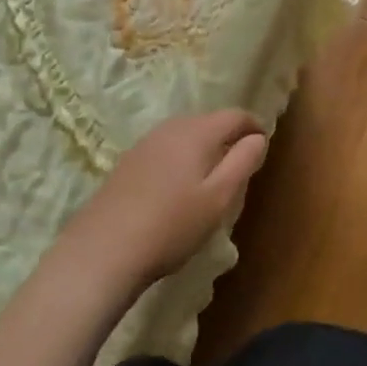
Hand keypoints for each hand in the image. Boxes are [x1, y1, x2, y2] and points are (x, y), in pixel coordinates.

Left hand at [65, 111, 268, 287]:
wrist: (103, 250)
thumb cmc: (171, 225)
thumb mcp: (218, 198)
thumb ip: (242, 162)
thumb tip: (258, 137)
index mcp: (197, 132)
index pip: (234, 115)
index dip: (253, 126)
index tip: (263, 144)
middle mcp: (170, 129)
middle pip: (207, 121)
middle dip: (227, 136)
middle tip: (239, 164)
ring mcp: (145, 144)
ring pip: (184, 135)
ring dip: (202, 147)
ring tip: (210, 176)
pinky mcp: (127, 163)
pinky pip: (164, 149)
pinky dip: (180, 158)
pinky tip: (176, 187)